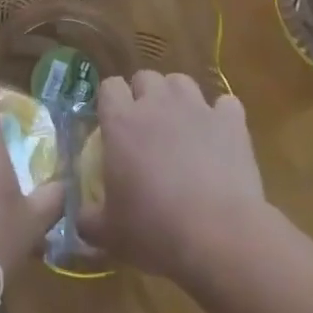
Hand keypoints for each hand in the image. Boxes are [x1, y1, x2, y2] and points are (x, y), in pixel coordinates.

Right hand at [79, 71, 266, 283]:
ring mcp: (197, 108)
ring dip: (178, 98)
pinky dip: (221, 116)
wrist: (218, 235)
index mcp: (121, 122)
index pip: (109, 86)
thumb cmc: (154, 230)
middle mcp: (157, 104)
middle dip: (144, 95)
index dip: (110, 101)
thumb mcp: (109, 233)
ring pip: (182, 82)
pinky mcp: (231, 121)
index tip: (112, 124)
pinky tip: (220, 136)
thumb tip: (81, 218)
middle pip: (146, 77)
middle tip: (146, 127)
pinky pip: (225, 104)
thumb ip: (88, 219)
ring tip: (181, 125)